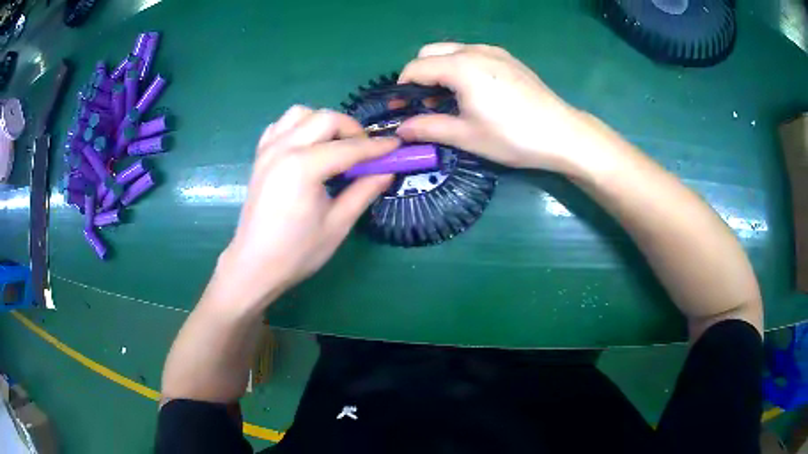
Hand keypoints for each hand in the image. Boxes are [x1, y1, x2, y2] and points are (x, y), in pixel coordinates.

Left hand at [211, 106, 397, 312]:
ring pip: (300, 113)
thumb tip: (388, 171)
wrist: (254, 265)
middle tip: (365, 151)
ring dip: (323, 123)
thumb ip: (363, 192)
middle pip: (325, 118)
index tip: (396, 146)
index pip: (348, 148)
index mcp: (303, 167)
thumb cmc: (297, 252)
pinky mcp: (259, 156)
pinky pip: (281, 126)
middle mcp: (283, 149)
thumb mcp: (337, 225)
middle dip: (351, 129)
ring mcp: (268, 150)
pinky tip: (308, 146)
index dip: (376, 147)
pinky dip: (298, 127)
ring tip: (335, 146)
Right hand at [397, 42, 595, 171]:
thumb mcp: (466, 136)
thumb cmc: (512, 137)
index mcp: (460, 67)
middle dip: (420, 74)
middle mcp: (474, 50)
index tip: (402, 108)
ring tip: (449, 98)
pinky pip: (472, 54)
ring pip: (452, 50)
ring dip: (440, 69)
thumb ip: (428, 127)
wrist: (562, 134)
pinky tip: (473, 91)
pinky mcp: (508, 58)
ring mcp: (494, 51)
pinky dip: (461, 67)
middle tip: (426, 103)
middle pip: (430, 52)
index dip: (402, 88)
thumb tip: (400, 130)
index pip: (416, 68)